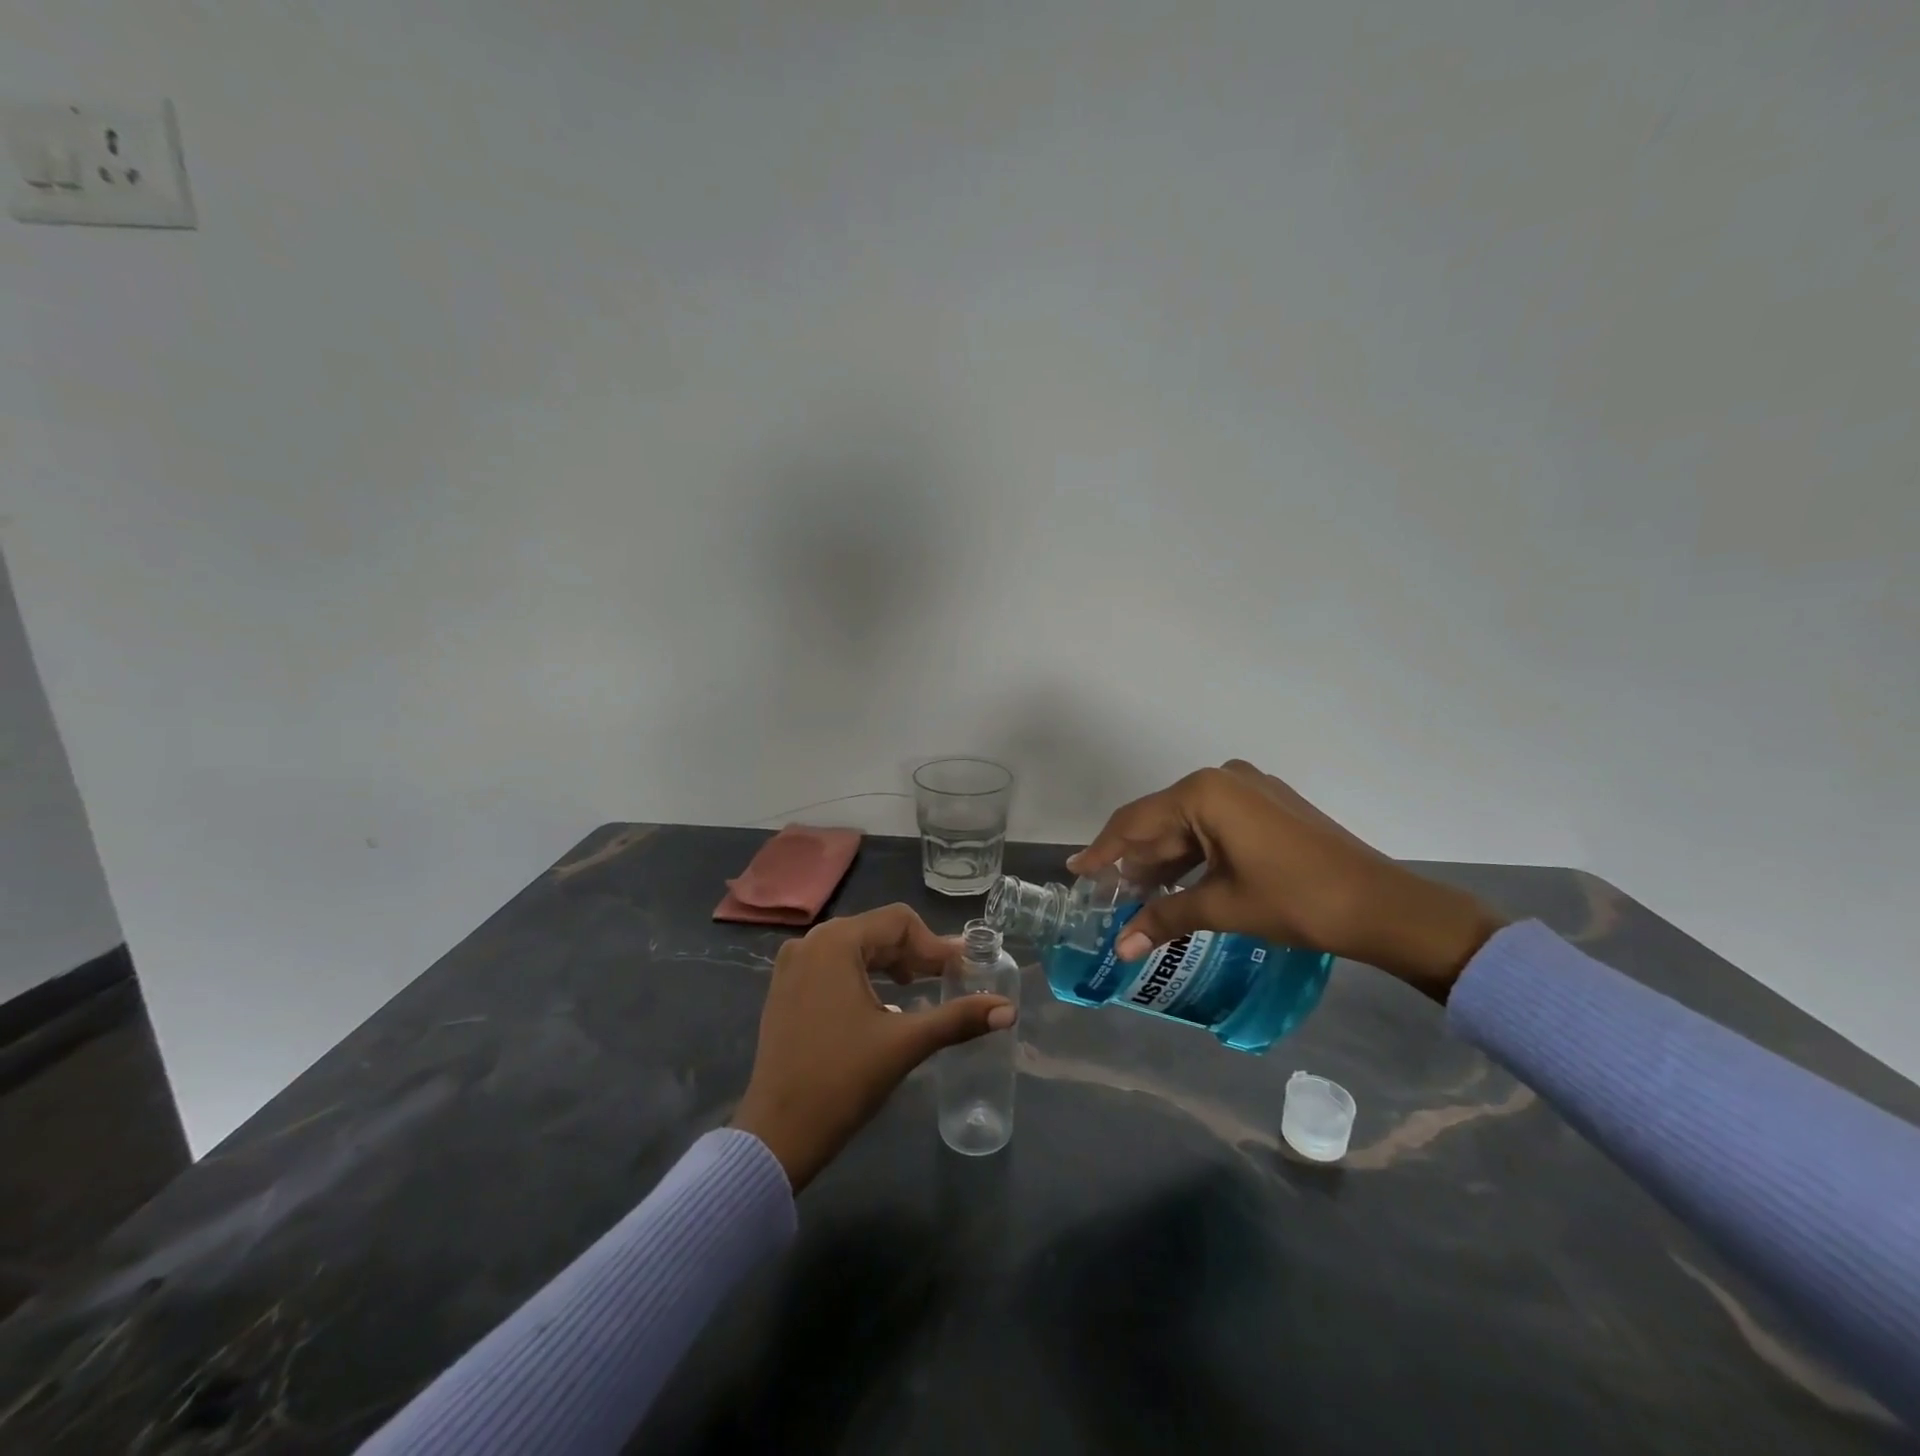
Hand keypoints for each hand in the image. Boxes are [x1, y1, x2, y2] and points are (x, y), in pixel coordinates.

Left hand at [732, 905, 1015, 1191]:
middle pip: (877, 931)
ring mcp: (791, 966)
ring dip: (890, 964)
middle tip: (946, 981)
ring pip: (855, 948)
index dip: (935, 945)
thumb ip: (958, 1019)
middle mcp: (810, 943)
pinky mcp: (784, 990)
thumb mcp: (905, 1044)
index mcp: (835, 942)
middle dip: (915, 954)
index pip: (900, 921)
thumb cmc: (842, 1081)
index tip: (962, 973)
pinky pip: (832, 966)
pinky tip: (881, 1003)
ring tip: (918, 990)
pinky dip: (863, 976)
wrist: (777, 1135)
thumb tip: (1009, 1009)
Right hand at [1067, 761, 1505, 998]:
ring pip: (1189, 825)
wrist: (1383, 905)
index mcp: (1205, 793)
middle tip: (1105, 892)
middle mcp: (1224, 779)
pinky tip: (1178, 883)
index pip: (1136, 822)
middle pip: (1162, 821)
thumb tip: (1121, 947)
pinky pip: (1215, 827)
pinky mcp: (1269, 807)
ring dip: (1164, 861)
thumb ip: (1164, 918)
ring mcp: (1250, 790)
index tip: (1076, 870)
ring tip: (1136, 895)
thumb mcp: (1223, 907)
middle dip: (1135, 859)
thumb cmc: (1296, 900)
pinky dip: (1194, 855)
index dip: (1103, 850)